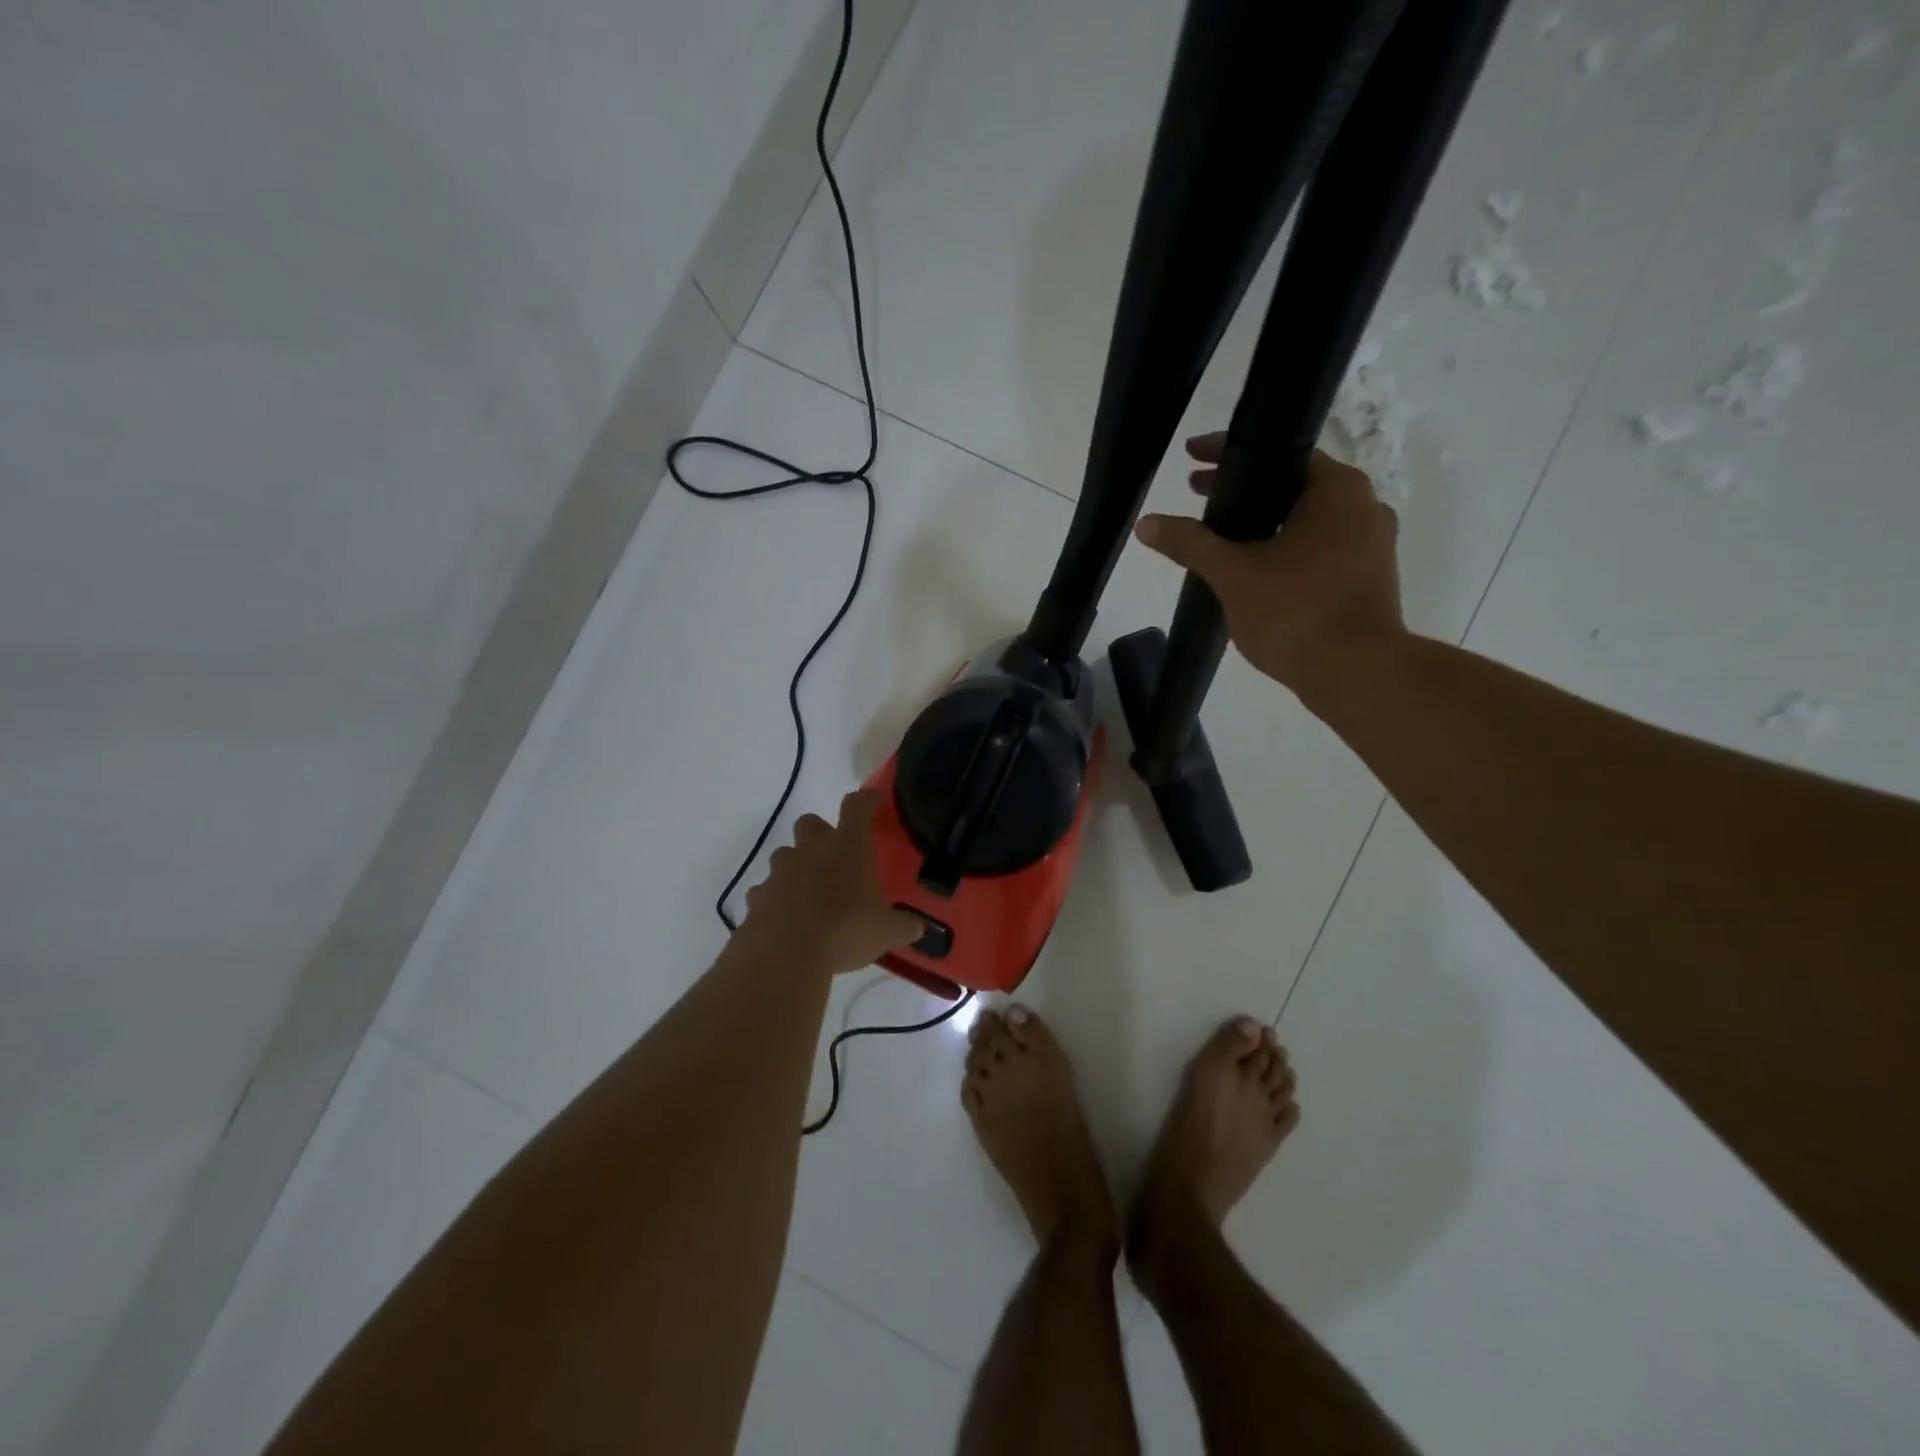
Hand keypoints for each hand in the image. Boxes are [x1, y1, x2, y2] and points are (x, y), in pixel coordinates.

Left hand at [740, 788, 924, 973]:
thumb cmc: (845, 930)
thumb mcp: (886, 931)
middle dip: (820, 833)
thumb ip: (903, 926)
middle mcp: (811, 850)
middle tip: (834, 855)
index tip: (874, 799)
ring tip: (809, 890)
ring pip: (784, 854)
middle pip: (810, 822)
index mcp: (848, 847)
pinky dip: (774, 899)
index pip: (858, 807)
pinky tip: (785, 918)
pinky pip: (765, 890)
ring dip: (796, 865)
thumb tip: (918, 928)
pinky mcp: (758, 897)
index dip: (866, 799)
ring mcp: (780, 871)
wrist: (786, 954)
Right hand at [1134, 438, 1405, 698]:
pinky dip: (1283, 548)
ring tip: (1219, 533)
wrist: (1357, 675)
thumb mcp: (1233, 573)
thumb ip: (1190, 543)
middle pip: (1291, 486)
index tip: (1191, 459)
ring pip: (1305, 520)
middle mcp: (1363, 507)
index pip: (1279, 453)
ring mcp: (1370, 545)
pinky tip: (1251, 568)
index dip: (1229, 454)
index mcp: (1338, 490)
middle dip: (1243, 490)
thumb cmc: (1296, 612)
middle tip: (1198, 493)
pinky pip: (1317, 548)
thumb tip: (1146, 524)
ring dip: (1262, 522)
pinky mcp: (1366, 579)